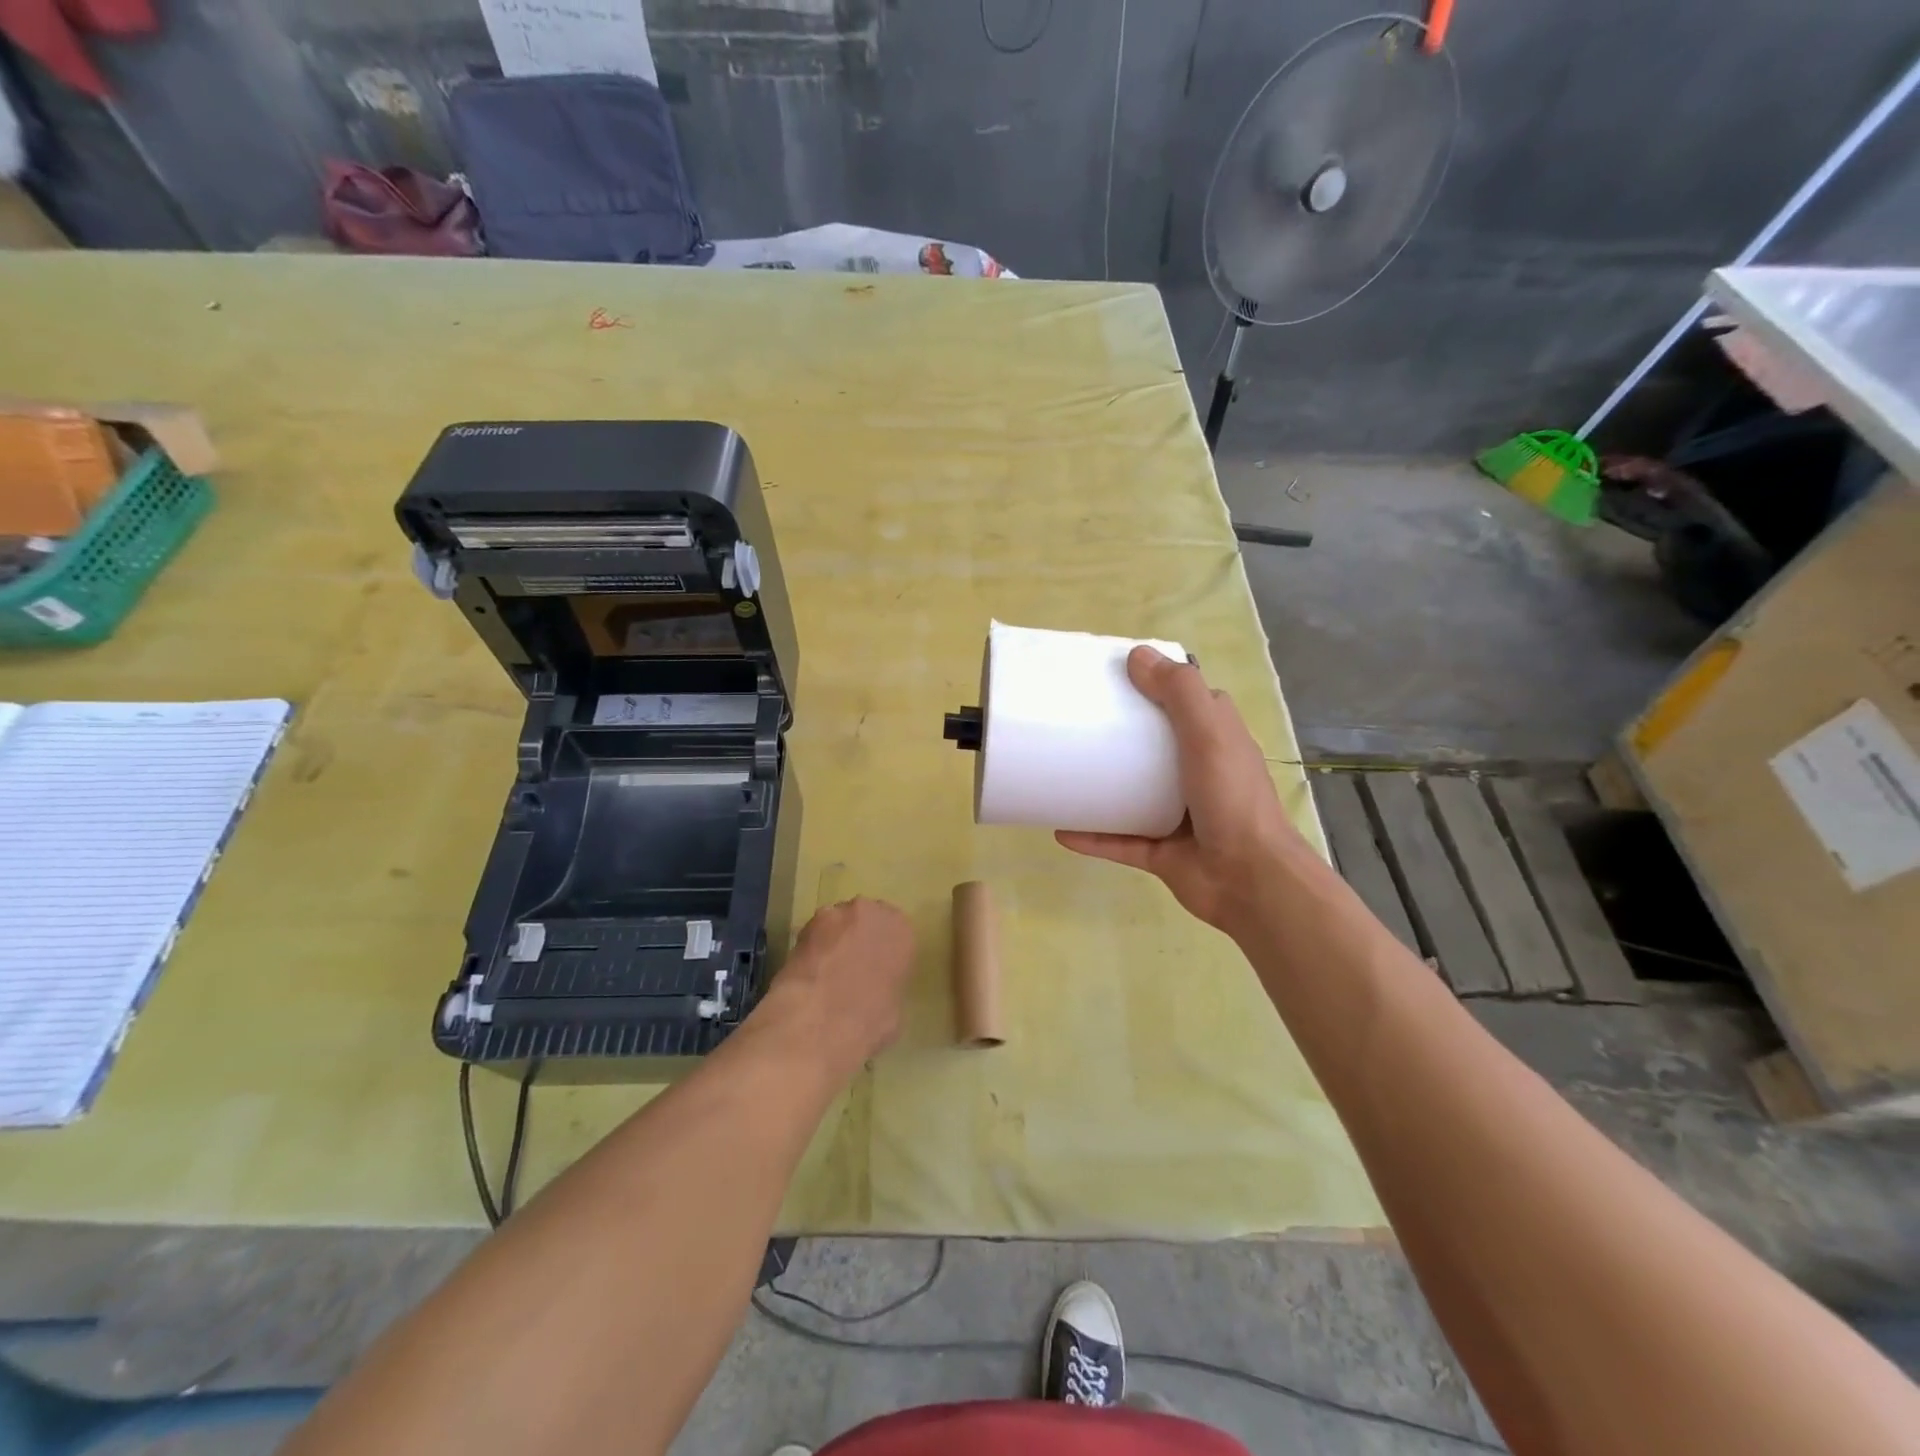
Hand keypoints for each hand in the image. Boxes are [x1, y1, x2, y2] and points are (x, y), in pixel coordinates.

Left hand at [764, 897, 914, 1068]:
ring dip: (833, 940)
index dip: (883, 952)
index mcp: (902, 931)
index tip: (875, 970)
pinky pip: (813, 934)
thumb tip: (878, 991)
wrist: (821, 1021)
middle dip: (858, 938)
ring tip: (825, 971)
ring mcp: (838, 914)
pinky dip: (811, 948)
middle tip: (850, 967)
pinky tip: (807, 972)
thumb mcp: (895, 1009)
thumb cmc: (870, 1021)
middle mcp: (873, 912)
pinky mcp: (806, 925)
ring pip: (837, 923)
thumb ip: (889, 986)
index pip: (896, 934)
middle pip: (866, 920)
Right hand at [1057, 647, 1305, 939]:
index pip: (1189, 703)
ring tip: (1063, 771)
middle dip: (1120, 734)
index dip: (1159, 686)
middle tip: (1077, 720)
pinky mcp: (1160, 852)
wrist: (1248, 880)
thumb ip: (1179, 693)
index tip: (1118, 676)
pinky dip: (1091, 836)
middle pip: (1154, 746)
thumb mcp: (1210, 734)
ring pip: (1132, 794)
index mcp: (1216, 741)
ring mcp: (1178, 816)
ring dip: (1101, 785)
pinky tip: (1060, 829)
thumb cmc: (1231, 799)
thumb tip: (1137, 655)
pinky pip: (1118, 840)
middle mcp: (1198, 774)